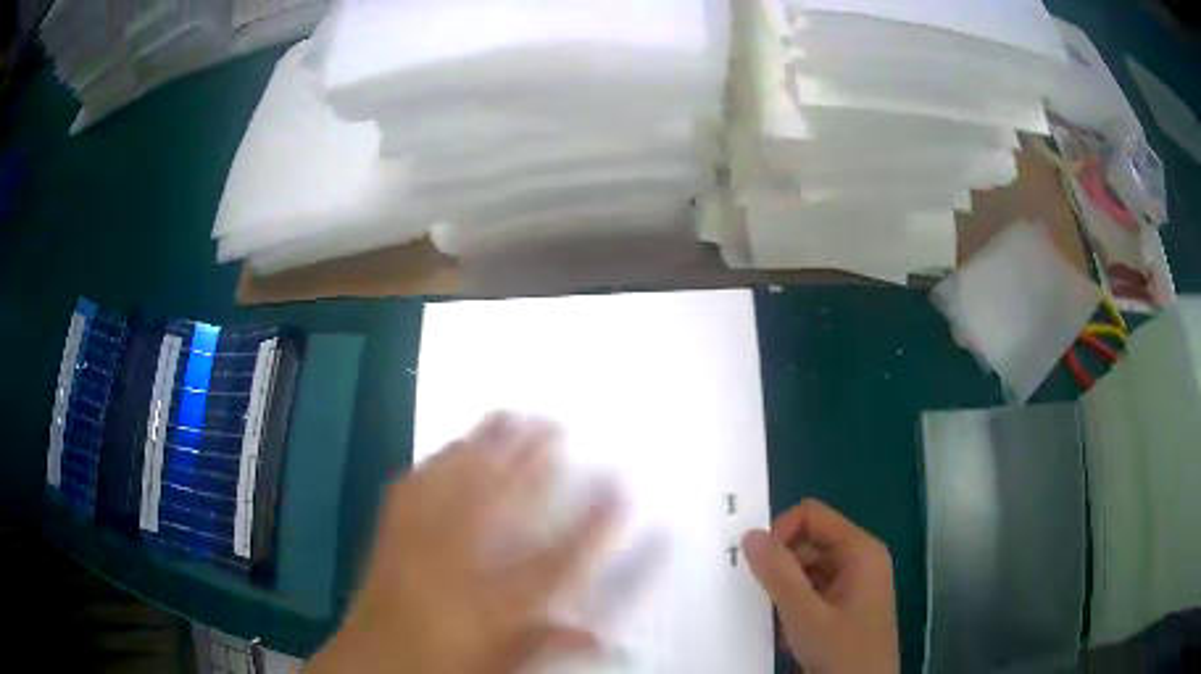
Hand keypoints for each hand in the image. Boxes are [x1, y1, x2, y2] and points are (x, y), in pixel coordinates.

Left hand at [309, 413, 618, 673]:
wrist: (371, 665)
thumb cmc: (445, 667)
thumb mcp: (505, 665)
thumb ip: (551, 645)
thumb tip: (607, 640)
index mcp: (492, 606)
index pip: (556, 560)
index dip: (592, 522)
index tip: (618, 487)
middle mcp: (455, 567)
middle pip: (497, 502)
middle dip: (528, 458)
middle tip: (554, 423)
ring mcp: (416, 545)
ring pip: (453, 483)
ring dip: (482, 445)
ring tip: (507, 415)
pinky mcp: (389, 537)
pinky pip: (411, 489)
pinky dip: (433, 463)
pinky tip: (446, 448)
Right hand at [742, 499, 898, 673]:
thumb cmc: (842, 651)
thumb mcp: (806, 615)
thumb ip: (778, 574)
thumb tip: (751, 535)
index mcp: (860, 551)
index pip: (812, 516)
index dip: (780, 532)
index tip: (758, 565)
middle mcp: (860, 560)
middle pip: (810, 541)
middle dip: (782, 566)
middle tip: (764, 597)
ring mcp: (855, 584)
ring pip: (809, 569)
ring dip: (787, 590)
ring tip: (779, 619)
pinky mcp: (848, 605)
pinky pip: (814, 591)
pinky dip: (796, 605)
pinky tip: (790, 632)